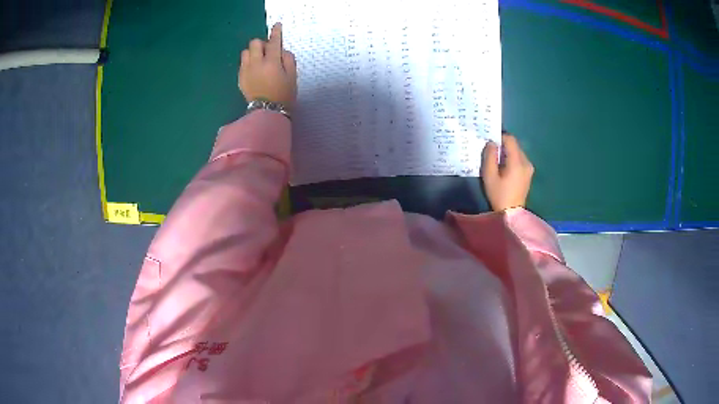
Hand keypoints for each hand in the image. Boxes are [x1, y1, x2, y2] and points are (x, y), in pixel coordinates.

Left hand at [239, 23, 296, 109]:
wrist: (267, 113)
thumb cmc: (284, 95)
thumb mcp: (292, 77)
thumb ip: (288, 60)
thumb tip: (282, 51)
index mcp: (271, 63)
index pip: (273, 42)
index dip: (276, 33)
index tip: (277, 26)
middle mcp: (256, 64)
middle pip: (255, 43)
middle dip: (262, 44)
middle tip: (268, 53)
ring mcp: (246, 71)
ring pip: (246, 52)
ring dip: (253, 53)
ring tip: (259, 61)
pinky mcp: (240, 78)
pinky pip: (242, 63)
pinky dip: (249, 62)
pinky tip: (255, 71)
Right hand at [481, 134, 533, 211]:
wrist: (511, 213)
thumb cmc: (499, 195)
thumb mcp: (489, 176)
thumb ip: (489, 157)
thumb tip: (491, 143)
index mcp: (517, 162)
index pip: (510, 139)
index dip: (500, 137)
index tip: (491, 142)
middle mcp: (526, 162)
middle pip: (515, 145)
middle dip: (503, 146)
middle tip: (492, 153)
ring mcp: (529, 168)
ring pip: (518, 152)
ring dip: (508, 153)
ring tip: (498, 162)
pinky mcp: (529, 174)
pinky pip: (520, 160)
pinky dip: (512, 160)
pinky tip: (505, 169)